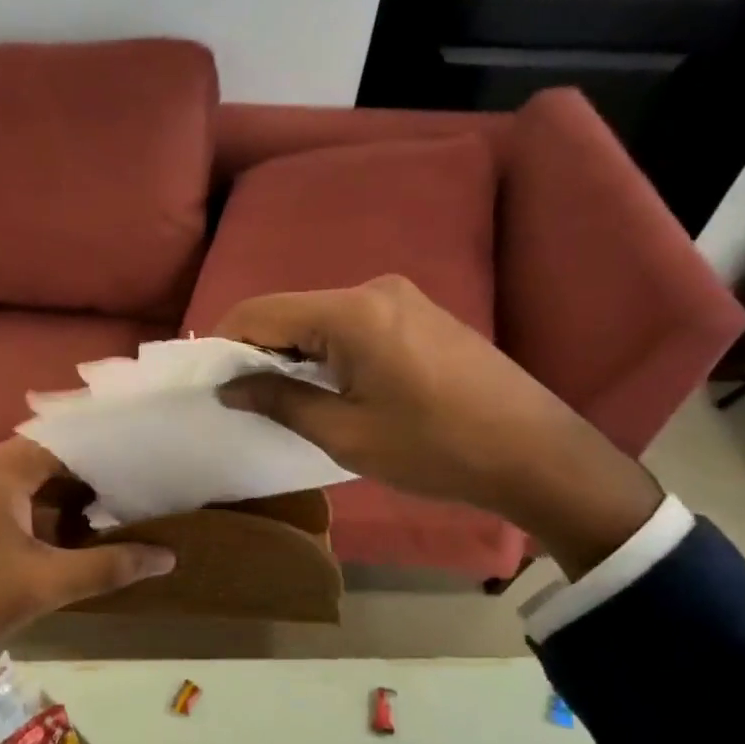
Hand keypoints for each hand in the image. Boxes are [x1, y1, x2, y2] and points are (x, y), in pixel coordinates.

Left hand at [0, 438, 173, 683]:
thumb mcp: (47, 583)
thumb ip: (108, 566)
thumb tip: (167, 556)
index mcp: (5, 468)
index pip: (69, 439)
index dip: (111, 449)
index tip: (151, 458)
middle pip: (56, 457)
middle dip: (99, 473)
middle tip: (146, 483)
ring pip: (40, 480)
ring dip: (76, 494)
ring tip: (126, 505)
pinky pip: (25, 498)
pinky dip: (54, 509)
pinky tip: (84, 531)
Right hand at [214, 276, 660, 578]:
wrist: (537, 454)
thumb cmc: (435, 449)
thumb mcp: (346, 434)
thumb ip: (280, 400)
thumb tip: (230, 386)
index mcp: (350, 312)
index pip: (261, 311)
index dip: (224, 342)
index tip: (207, 380)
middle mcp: (373, 289)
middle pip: (291, 311)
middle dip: (258, 350)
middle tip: (241, 397)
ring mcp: (403, 299)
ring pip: (321, 318)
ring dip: (294, 352)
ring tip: (283, 399)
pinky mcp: (422, 315)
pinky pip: (354, 325)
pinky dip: (327, 351)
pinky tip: (330, 387)